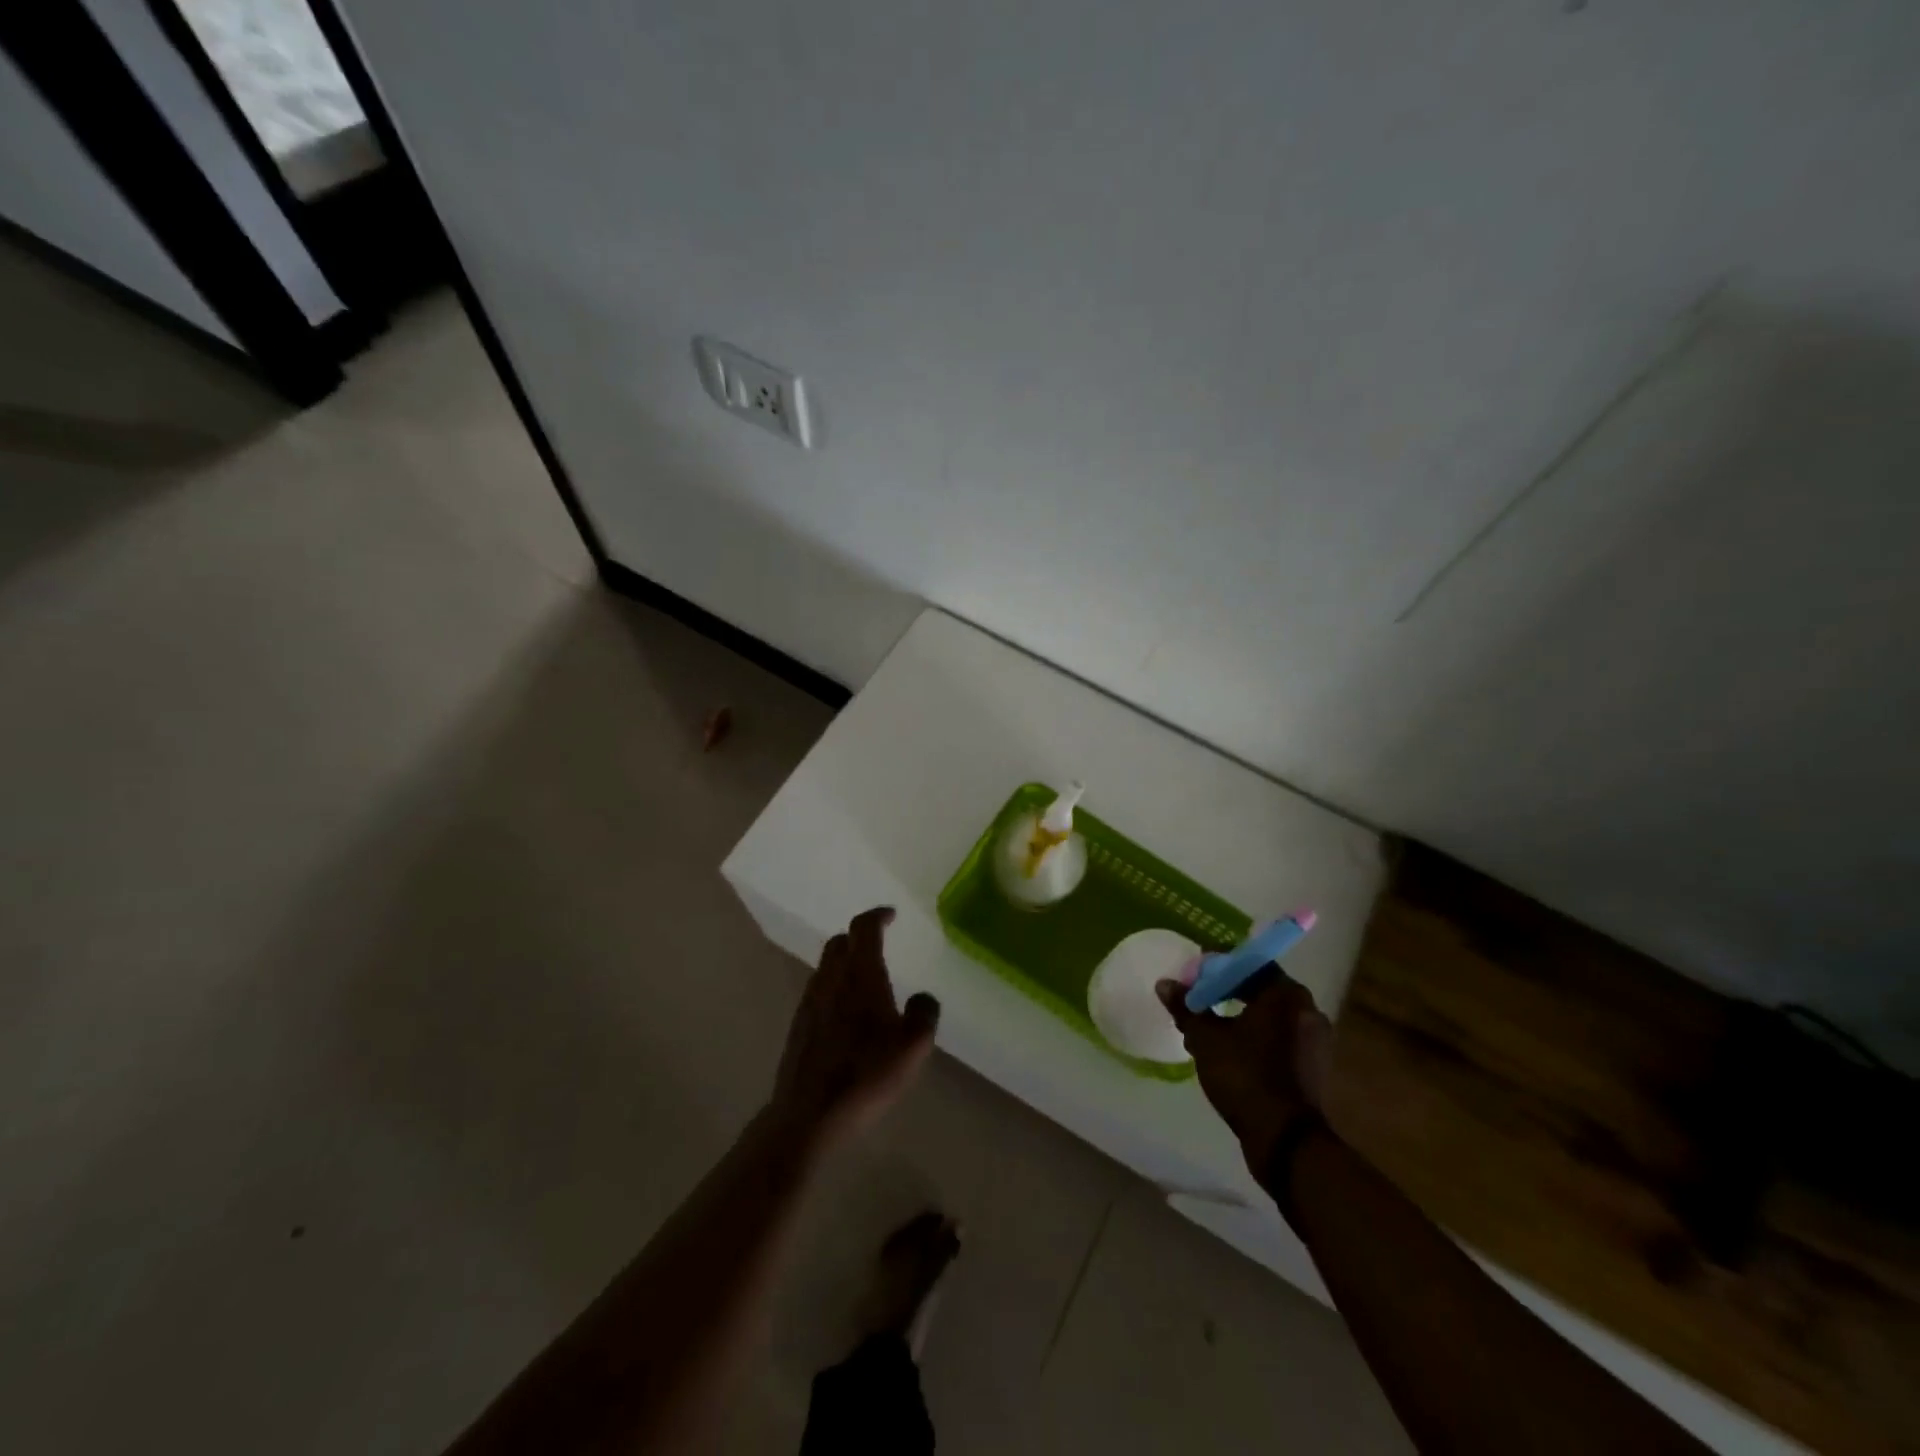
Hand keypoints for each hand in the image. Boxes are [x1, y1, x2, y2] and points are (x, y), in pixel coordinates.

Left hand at [771, 907, 939, 1151]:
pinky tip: (847, 1013)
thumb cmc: (865, 1075)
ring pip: (826, 966)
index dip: (877, 916)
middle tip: (878, 943)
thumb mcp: (913, 1047)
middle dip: (859, 936)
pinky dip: (835, 986)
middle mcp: (830, 979)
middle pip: (840, 942)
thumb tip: (922, 997)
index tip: (891, 915)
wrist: (808, 1115)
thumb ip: (923, 1014)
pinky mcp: (799, 1026)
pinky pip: (819, 990)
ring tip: (865, 979)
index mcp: (859, 975)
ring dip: (845, 961)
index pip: (864, 928)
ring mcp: (810, 1002)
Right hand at [1157, 966, 1332, 1176]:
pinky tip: (1230, 1050)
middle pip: (1261, 988)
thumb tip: (1165, 984)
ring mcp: (1315, 1041)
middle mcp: (1307, 1011)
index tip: (1196, 974)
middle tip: (1198, 998)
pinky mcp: (1313, 1067)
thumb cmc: (1245, 1076)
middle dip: (1227, 991)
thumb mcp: (1205, 1038)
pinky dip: (1256, 1037)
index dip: (1219, 965)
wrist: (1286, 1140)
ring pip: (1270, 1016)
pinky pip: (1279, 1038)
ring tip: (1209, 1027)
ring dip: (1240, 1016)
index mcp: (1286, 995)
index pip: (1250, 963)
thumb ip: (1186, 1007)